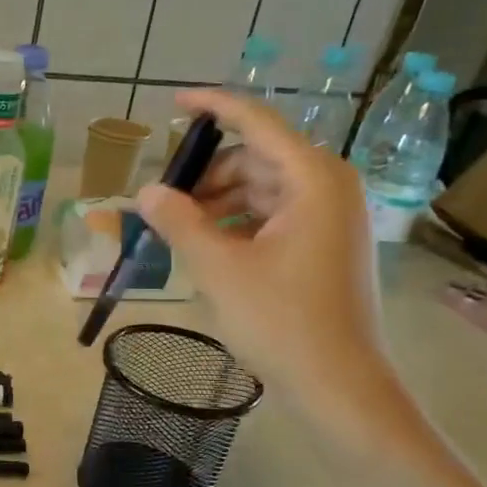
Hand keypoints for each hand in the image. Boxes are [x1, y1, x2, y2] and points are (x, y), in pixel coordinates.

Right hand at [137, 89, 392, 414]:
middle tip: (164, 201)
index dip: (214, 107)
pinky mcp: (326, 245)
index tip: (174, 101)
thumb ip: (179, 222)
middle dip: (209, 174)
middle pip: (257, 159)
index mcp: (313, 179)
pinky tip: (210, 246)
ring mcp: (332, 218)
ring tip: (180, 229)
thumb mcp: (218, 269)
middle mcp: (329, 187)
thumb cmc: (281, 322)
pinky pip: (275, 216)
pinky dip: (239, 223)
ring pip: (263, 189)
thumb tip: (147, 192)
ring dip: (219, 201)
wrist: (339, 385)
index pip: (258, 123)